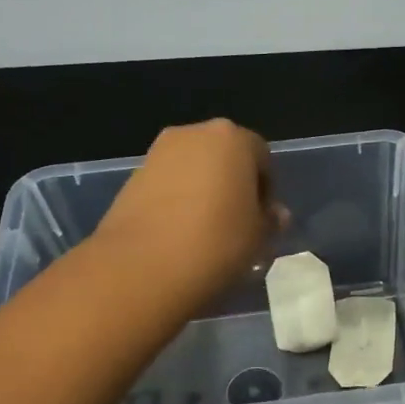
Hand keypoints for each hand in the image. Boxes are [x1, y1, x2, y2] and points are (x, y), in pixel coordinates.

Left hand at [90, 119, 287, 312]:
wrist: (141, 268)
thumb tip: (273, 215)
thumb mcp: (258, 236)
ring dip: (203, 191)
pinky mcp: (132, 178)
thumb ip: (269, 219)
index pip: (261, 156)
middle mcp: (193, 135)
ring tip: (206, 231)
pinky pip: (168, 184)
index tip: (262, 219)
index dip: (266, 188)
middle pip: (224, 155)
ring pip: (193, 169)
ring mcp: (158, 154)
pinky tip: (179, 234)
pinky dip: (177, 201)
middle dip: (233, 183)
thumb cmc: (216, 243)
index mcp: (232, 138)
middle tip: (237, 222)